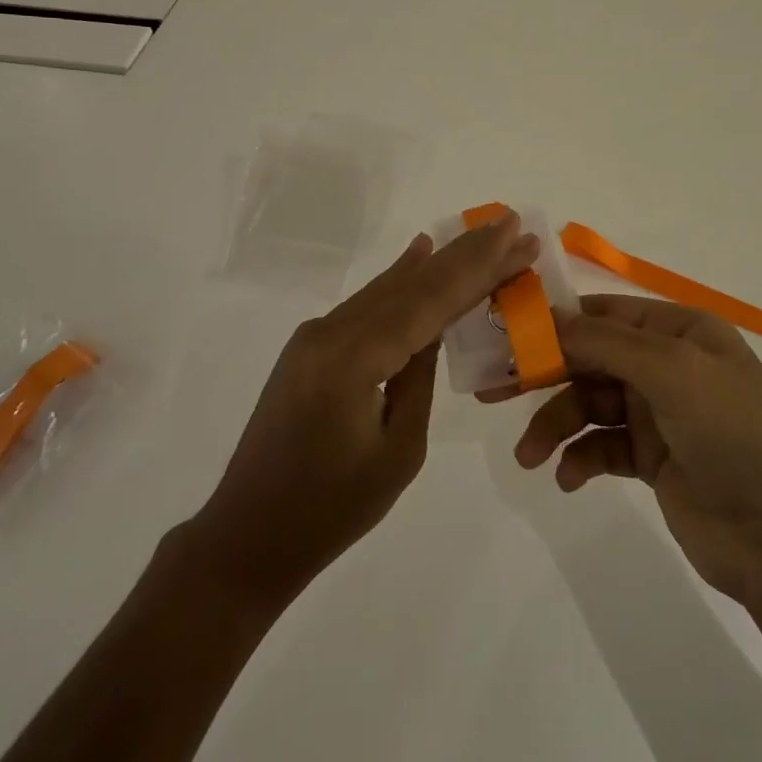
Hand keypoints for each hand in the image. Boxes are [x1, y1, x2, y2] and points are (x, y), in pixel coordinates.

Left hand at [189, 214, 540, 611]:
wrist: (246, 537)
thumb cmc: (331, 510)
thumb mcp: (399, 450)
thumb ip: (419, 377)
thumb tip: (433, 328)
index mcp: (354, 358)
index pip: (430, 300)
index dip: (477, 265)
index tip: (515, 232)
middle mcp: (330, 331)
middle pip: (411, 283)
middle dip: (465, 255)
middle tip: (510, 224)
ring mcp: (315, 335)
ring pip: (388, 288)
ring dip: (437, 264)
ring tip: (481, 236)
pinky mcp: (309, 346)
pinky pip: (367, 305)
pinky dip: (401, 282)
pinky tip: (420, 254)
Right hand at [502, 295, 761, 605]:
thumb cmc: (734, 435)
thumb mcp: (673, 372)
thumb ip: (605, 342)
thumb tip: (547, 318)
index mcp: (679, 330)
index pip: (605, 313)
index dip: (556, 321)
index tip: (507, 334)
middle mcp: (667, 364)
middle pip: (591, 358)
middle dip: (545, 375)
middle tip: (493, 390)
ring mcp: (660, 413)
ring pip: (590, 404)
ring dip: (556, 425)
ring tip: (530, 457)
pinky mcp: (652, 459)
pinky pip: (602, 447)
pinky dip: (579, 458)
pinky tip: (568, 477)